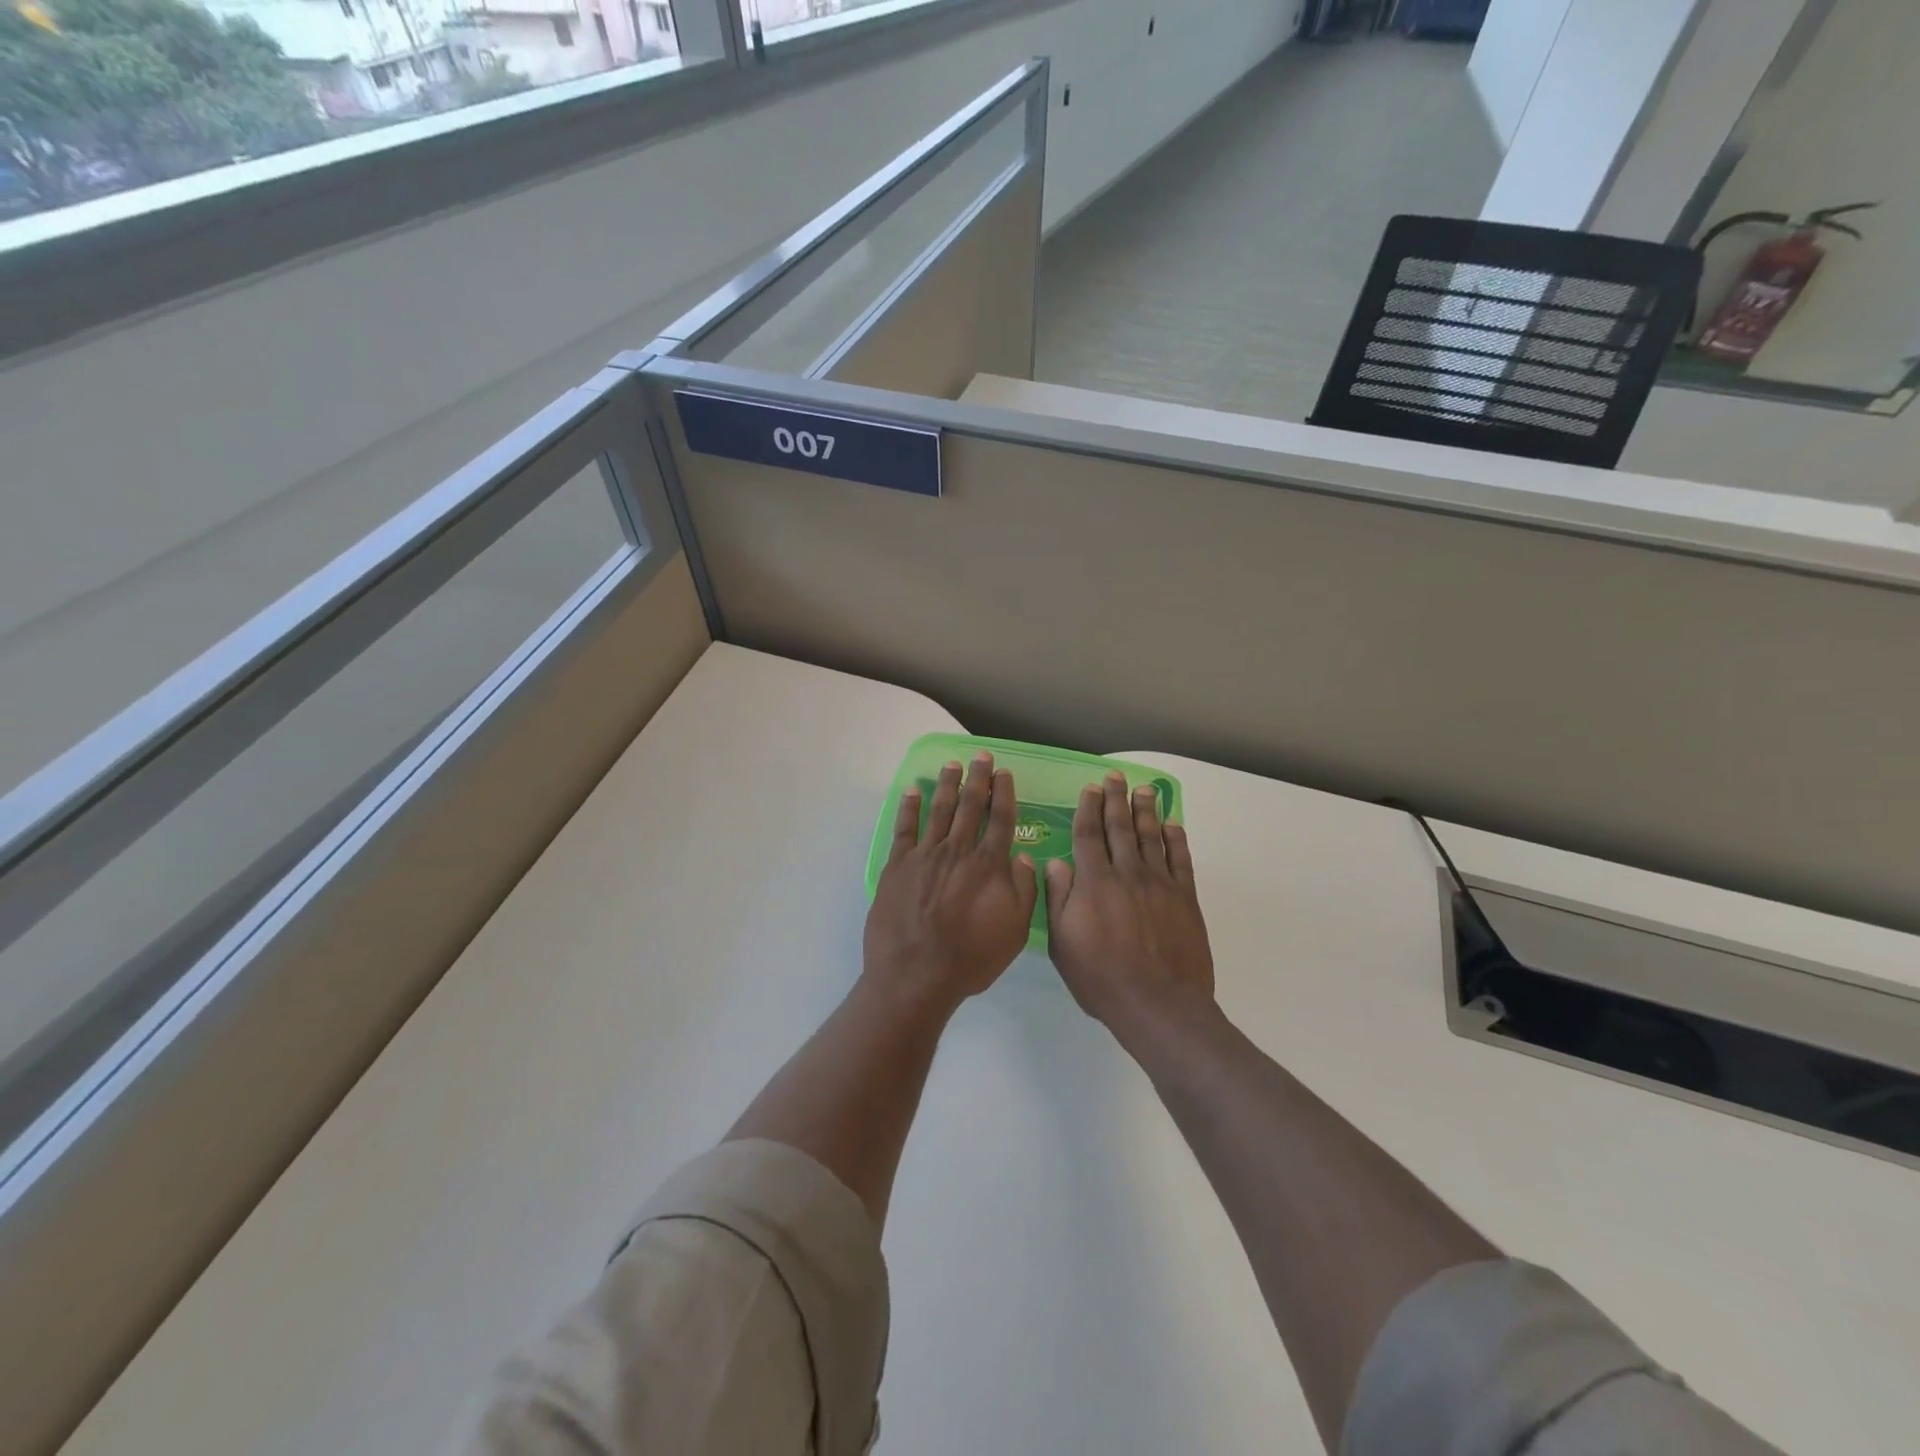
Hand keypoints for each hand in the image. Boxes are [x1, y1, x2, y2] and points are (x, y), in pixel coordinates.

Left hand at [863, 752, 1038, 1013]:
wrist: (916, 975)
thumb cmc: (970, 958)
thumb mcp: (1014, 931)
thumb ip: (1023, 890)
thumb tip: (1022, 857)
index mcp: (989, 865)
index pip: (1000, 819)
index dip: (1004, 793)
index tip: (1004, 773)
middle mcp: (958, 851)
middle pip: (970, 806)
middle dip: (978, 778)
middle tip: (981, 756)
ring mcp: (925, 855)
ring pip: (940, 810)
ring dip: (948, 785)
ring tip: (952, 764)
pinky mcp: (898, 865)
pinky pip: (904, 828)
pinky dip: (909, 807)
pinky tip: (914, 790)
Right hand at [1045, 771, 1213, 1039]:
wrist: (1158, 1003)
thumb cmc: (1102, 978)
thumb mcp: (1063, 943)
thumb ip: (1058, 899)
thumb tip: (1055, 863)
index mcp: (1094, 882)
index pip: (1088, 835)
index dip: (1088, 809)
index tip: (1090, 789)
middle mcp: (1127, 873)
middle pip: (1120, 828)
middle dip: (1116, 800)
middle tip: (1116, 777)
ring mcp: (1159, 883)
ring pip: (1151, 837)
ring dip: (1145, 811)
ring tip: (1143, 790)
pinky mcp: (1184, 897)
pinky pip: (1181, 859)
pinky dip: (1176, 838)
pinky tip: (1172, 824)